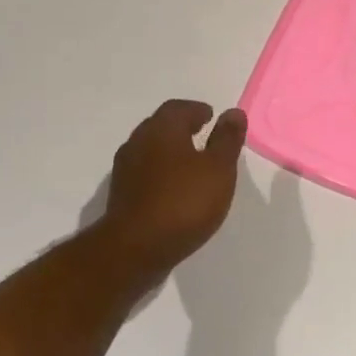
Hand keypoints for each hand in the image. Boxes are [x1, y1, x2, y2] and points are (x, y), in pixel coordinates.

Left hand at [101, 100, 246, 275]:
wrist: (136, 247)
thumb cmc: (184, 202)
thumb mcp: (218, 169)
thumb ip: (227, 139)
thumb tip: (233, 112)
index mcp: (162, 129)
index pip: (179, 108)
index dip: (197, 110)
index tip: (211, 117)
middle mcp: (138, 142)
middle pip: (161, 126)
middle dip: (182, 128)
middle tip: (203, 136)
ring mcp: (125, 169)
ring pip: (151, 150)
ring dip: (171, 151)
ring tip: (193, 165)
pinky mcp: (122, 194)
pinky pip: (145, 173)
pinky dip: (161, 173)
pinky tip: (175, 189)